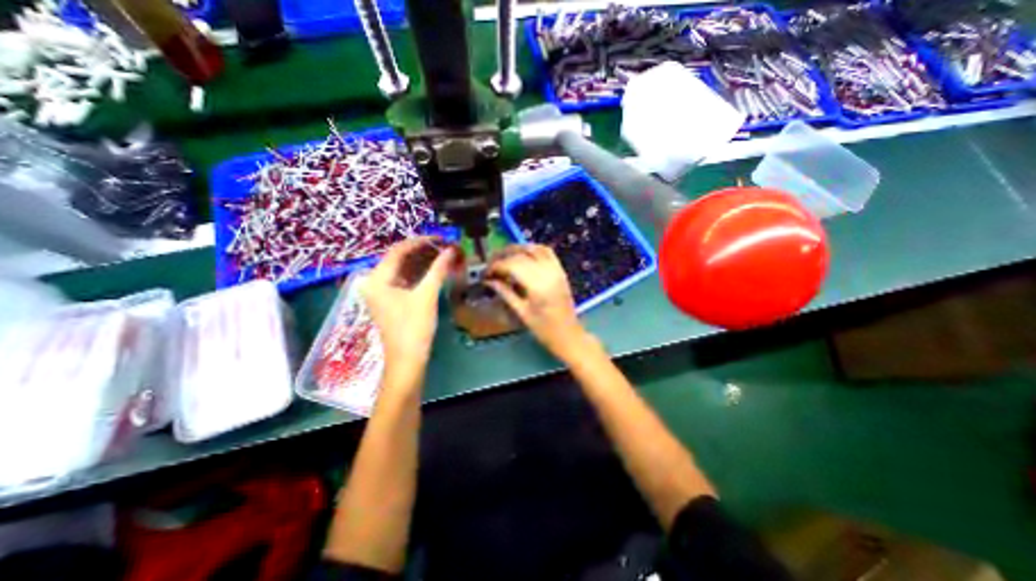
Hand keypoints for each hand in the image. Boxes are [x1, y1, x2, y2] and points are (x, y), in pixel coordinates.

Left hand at [364, 236, 460, 376]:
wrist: (407, 360)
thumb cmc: (413, 327)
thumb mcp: (426, 296)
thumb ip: (438, 270)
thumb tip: (452, 250)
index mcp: (377, 279)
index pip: (398, 250)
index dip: (420, 241)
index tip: (440, 238)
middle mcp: (375, 282)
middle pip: (400, 259)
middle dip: (423, 252)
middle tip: (445, 247)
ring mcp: (382, 292)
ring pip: (403, 269)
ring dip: (423, 262)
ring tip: (443, 256)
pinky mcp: (391, 301)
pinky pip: (405, 280)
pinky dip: (420, 274)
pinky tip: (435, 270)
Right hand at [484, 245, 590, 362]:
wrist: (568, 334)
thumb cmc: (544, 329)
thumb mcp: (521, 312)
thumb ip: (505, 293)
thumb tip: (488, 280)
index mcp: (537, 285)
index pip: (511, 265)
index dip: (496, 266)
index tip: (485, 273)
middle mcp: (547, 272)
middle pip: (521, 254)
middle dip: (502, 256)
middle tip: (491, 265)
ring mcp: (556, 269)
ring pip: (533, 248)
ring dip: (516, 249)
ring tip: (504, 257)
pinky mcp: (560, 270)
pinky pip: (546, 251)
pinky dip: (533, 248)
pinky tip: (523, 255)